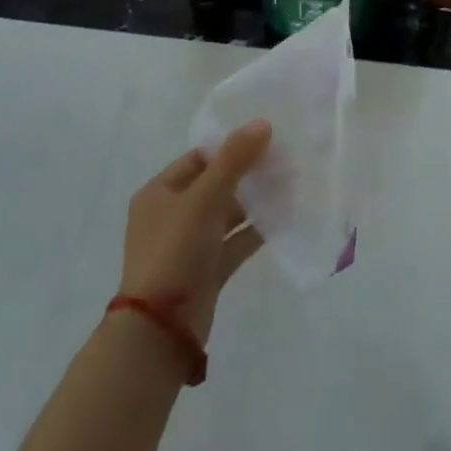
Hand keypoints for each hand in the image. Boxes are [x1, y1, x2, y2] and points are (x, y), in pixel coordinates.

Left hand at [118, 118, 269, 344]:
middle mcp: (172, 215)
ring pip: (227, 215)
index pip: (198, 159)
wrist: (161, 328)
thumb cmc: (175, 251)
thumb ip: (234, 160)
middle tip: (284, 161)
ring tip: (290, 185)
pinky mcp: (207, 270)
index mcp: (159, 193)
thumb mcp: (204, 199)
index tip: (266, 139)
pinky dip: (256, 231)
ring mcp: (189, 245)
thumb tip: (262, 122)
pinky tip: (284, 218)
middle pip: (215, 185)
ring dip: (254, 202)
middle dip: (248, 174)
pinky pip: (235, 242)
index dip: (230, 148)